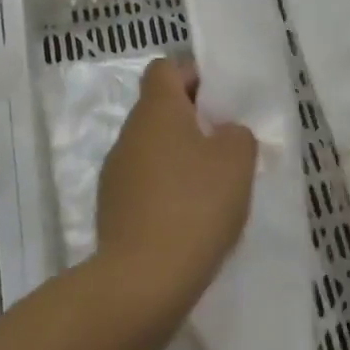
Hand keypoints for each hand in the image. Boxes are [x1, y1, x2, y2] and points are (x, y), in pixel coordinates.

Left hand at [97, 57, 256, 308]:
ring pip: (152, 149)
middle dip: (192, 121)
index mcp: (156, 110)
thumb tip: (223, 134)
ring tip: (212, 187)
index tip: (219, 101)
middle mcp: (129, 134)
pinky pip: (144, 184)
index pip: (165, 68)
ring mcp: (115, 173)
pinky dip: (166, 191)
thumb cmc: (195, 205)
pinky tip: (190, 218)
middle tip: (226, 145)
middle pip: (159, 110)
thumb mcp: (237, 161)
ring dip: (179, 158)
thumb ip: (237, 135)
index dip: (193, 75)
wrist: (143, 280)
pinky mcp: (112, 209)